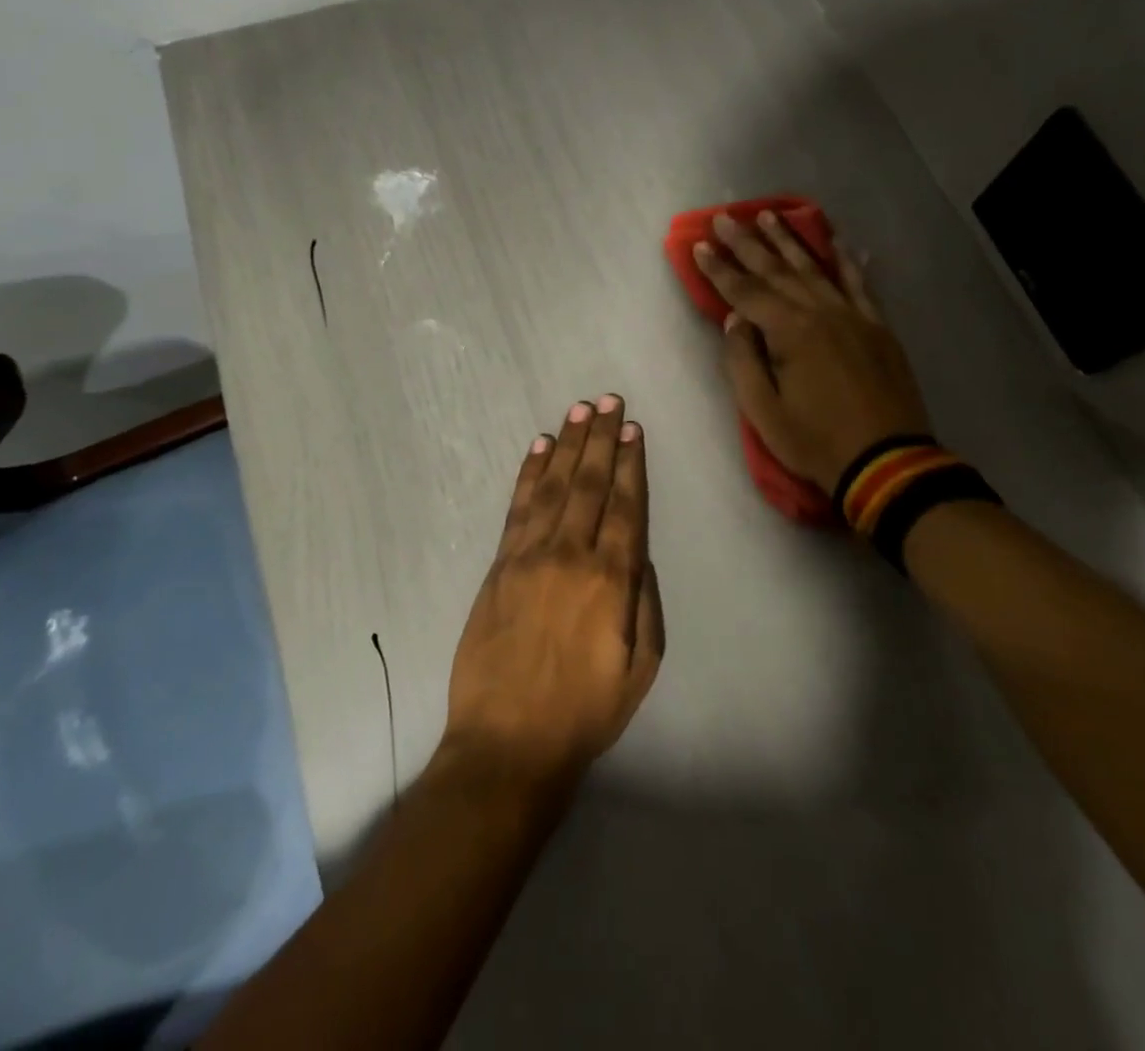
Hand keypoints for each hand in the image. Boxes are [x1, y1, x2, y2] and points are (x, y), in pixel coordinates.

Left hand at [444, 395, 664, 787]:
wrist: (508, 743)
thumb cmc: (585, 711)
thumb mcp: (641, 668)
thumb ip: (645, 603)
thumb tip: (639, 553)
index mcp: (611, 580)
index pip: (625, 506)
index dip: (630, 464)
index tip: (633, 430)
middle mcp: (571, 555)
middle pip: (590, 483)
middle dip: (602, 439)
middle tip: (609, 401)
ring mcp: (529, 556)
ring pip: (554, 486)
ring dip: (568, 445)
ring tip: (580, 411)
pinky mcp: (499, 565)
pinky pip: (518, 508)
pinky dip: (529, 474)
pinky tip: (539, 448)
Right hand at [696, 211, 929, 494]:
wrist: (888, 462)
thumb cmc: (816, 441)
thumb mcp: (764, 412)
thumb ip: (743, 361)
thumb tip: (735, 320)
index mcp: (790, 332)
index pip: (745, 292)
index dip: (719, 269)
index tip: (700, 245)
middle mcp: (821, 312)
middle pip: (777, 271)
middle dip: (747, 243)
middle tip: (725, 217)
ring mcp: (853, 316)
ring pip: (814, 269)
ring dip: (788, 241)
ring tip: (768, 216)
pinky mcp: (878, 327)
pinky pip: (858, 283)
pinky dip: (846, 260)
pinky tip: (837, 240)